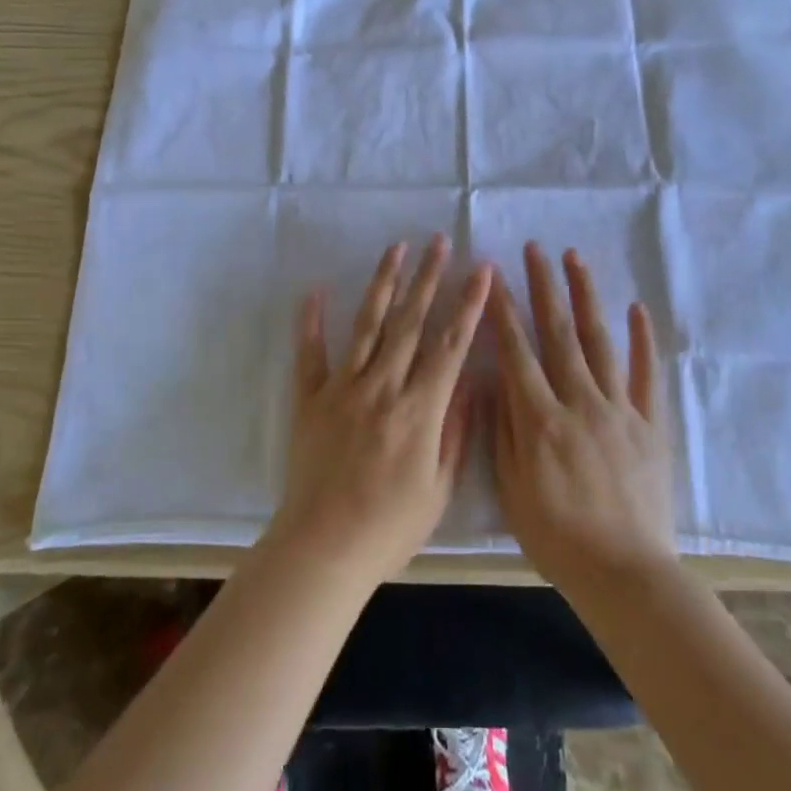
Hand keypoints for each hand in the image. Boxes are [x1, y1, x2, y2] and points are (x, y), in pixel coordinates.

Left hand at [271, 236, 491, 587]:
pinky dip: (312, 321)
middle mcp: (382, 387)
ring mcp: (343, 389)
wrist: (323, 550)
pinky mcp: (310, 399)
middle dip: (428, 278)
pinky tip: (317, 290)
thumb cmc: (389, 528)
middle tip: (438, 241)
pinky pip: (310, 353)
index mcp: (419, 410)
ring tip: (396, 249)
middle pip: (410, 322)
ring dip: (383, 284)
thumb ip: (455, 432)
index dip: (468, 304)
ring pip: (368, 325)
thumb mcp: (439, 489)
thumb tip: (469, 383)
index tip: (480, 270)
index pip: (450, 345)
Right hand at [490, 244, 675, 595]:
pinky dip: (642, 340)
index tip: (494, 276)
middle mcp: (580, 402)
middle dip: (544, 287)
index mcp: (541, 419)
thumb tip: (495, 381)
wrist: (626, 574)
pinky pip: (647, 375)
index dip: (503, 311)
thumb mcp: (513, 491)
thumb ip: (503, 431)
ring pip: (599, 342)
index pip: (516, 352)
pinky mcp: (650, 424)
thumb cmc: (558, 537)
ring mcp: (619, 410)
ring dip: (585, 297)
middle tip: (535, 249)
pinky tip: (636, 308)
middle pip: (558, 333)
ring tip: (575, 259)